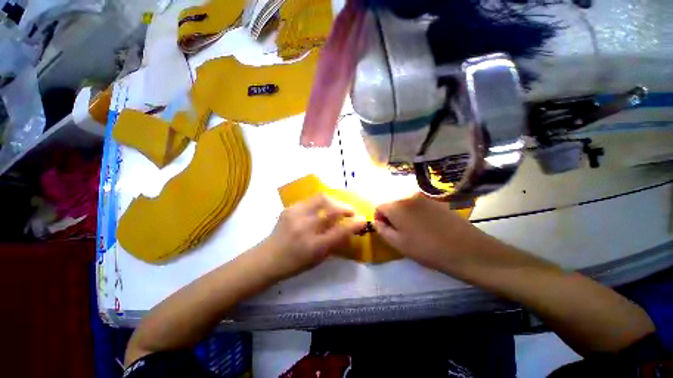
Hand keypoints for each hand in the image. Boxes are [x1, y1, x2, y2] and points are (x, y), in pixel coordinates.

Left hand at [262, 195, 366, 279]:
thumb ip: (335, 243)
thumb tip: (350, 230)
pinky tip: (321, 209)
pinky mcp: (289, 208)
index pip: (340, 231)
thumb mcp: (318, 259)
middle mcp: (305, 228)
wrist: (268, 257)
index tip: (363, 220)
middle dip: (346, 208)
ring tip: (337, 207)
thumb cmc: (295, 263)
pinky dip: (321, 203)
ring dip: (334, 202)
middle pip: (331, 210)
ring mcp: (295, 215)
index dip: (355, 224)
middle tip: (350, 212)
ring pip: (321, 198)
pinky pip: (311, 200)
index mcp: (313, 246)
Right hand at [373, 193, 489, 273]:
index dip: (379, 219)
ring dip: (405, 216)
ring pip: (406, 206)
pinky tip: (427, 228)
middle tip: (400, 234)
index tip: (386, 231)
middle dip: (392, 217)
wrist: (467, 250)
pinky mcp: (437, 202)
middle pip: (392, 205)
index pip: (379, 207)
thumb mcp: (398, 243)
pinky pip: (419, 206)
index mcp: (397, 206)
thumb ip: (382, 230)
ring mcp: (425, 198)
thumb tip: (377, 221)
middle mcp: (409, 197)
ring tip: (415, 232)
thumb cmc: (427, 249)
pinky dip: (417, 214)